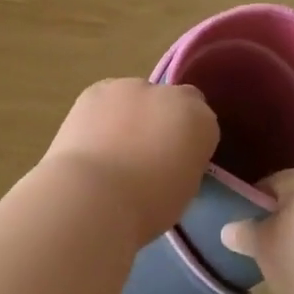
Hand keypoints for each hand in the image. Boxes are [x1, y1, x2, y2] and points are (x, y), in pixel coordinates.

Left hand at [39, 80, 219, 243]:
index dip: (189, 139)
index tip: (177, 161)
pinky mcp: (95, 89)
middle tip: (144, 153)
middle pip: (171, 101)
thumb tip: (172, 157)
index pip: (203, 121)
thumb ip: (184, 162)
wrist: (92, 195)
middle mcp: (168, 94)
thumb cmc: (147, 206)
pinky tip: (90, 141)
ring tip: (111, 148)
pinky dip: (101, 115)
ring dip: (130, 114)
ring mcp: (129, 87)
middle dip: (161, 120)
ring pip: (135, 97)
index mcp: (200, 120)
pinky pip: (105, 99)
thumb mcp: (184, 190)